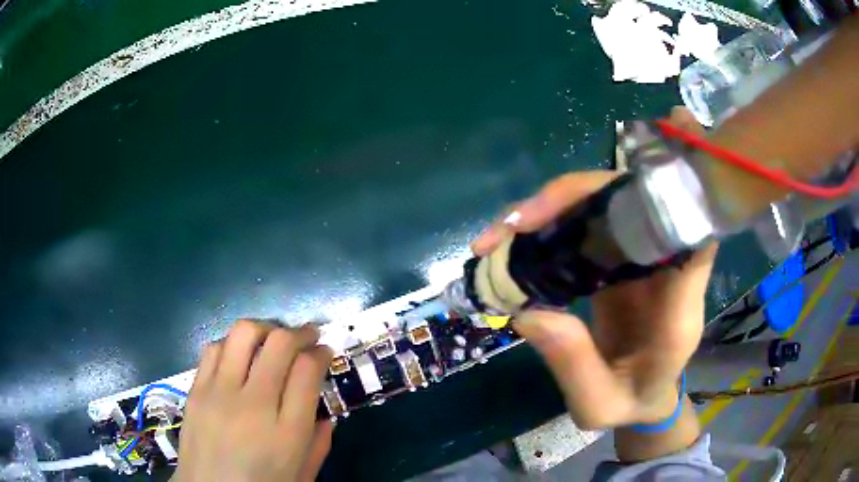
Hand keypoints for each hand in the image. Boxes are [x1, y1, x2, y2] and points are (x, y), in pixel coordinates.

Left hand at [174, 321, 333, 481]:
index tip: (325, 352)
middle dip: (300, 332)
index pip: (308, 371)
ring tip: (272, 340)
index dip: (321, 352)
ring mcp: (219, 393)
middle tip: (307, 336)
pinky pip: (214, 348)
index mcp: (287, 433)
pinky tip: (238, 356)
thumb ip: (320, 443)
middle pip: (279, 344)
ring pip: (243, 334)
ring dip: (265, 329)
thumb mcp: (303, 475)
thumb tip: (325, 413)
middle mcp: (253, 406)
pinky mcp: (196, 389)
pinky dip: (233, 343)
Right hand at [473, 108, 715, 429]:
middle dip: (576, 198)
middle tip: (515, 223)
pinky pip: (589, 223)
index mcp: (678, 307)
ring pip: (606, 205)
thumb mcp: (599, 405)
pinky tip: (516, 236)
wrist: (643, 397)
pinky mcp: (619, 257)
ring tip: (502, 232)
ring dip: (554, 205)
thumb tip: (526, 311)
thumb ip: (573, 366)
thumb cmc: (631, 403)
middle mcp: (667, 269)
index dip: (674, 196)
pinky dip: (552, 222)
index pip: (694, 236)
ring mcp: (641, 257)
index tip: (635, 178)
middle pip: (635, 203)